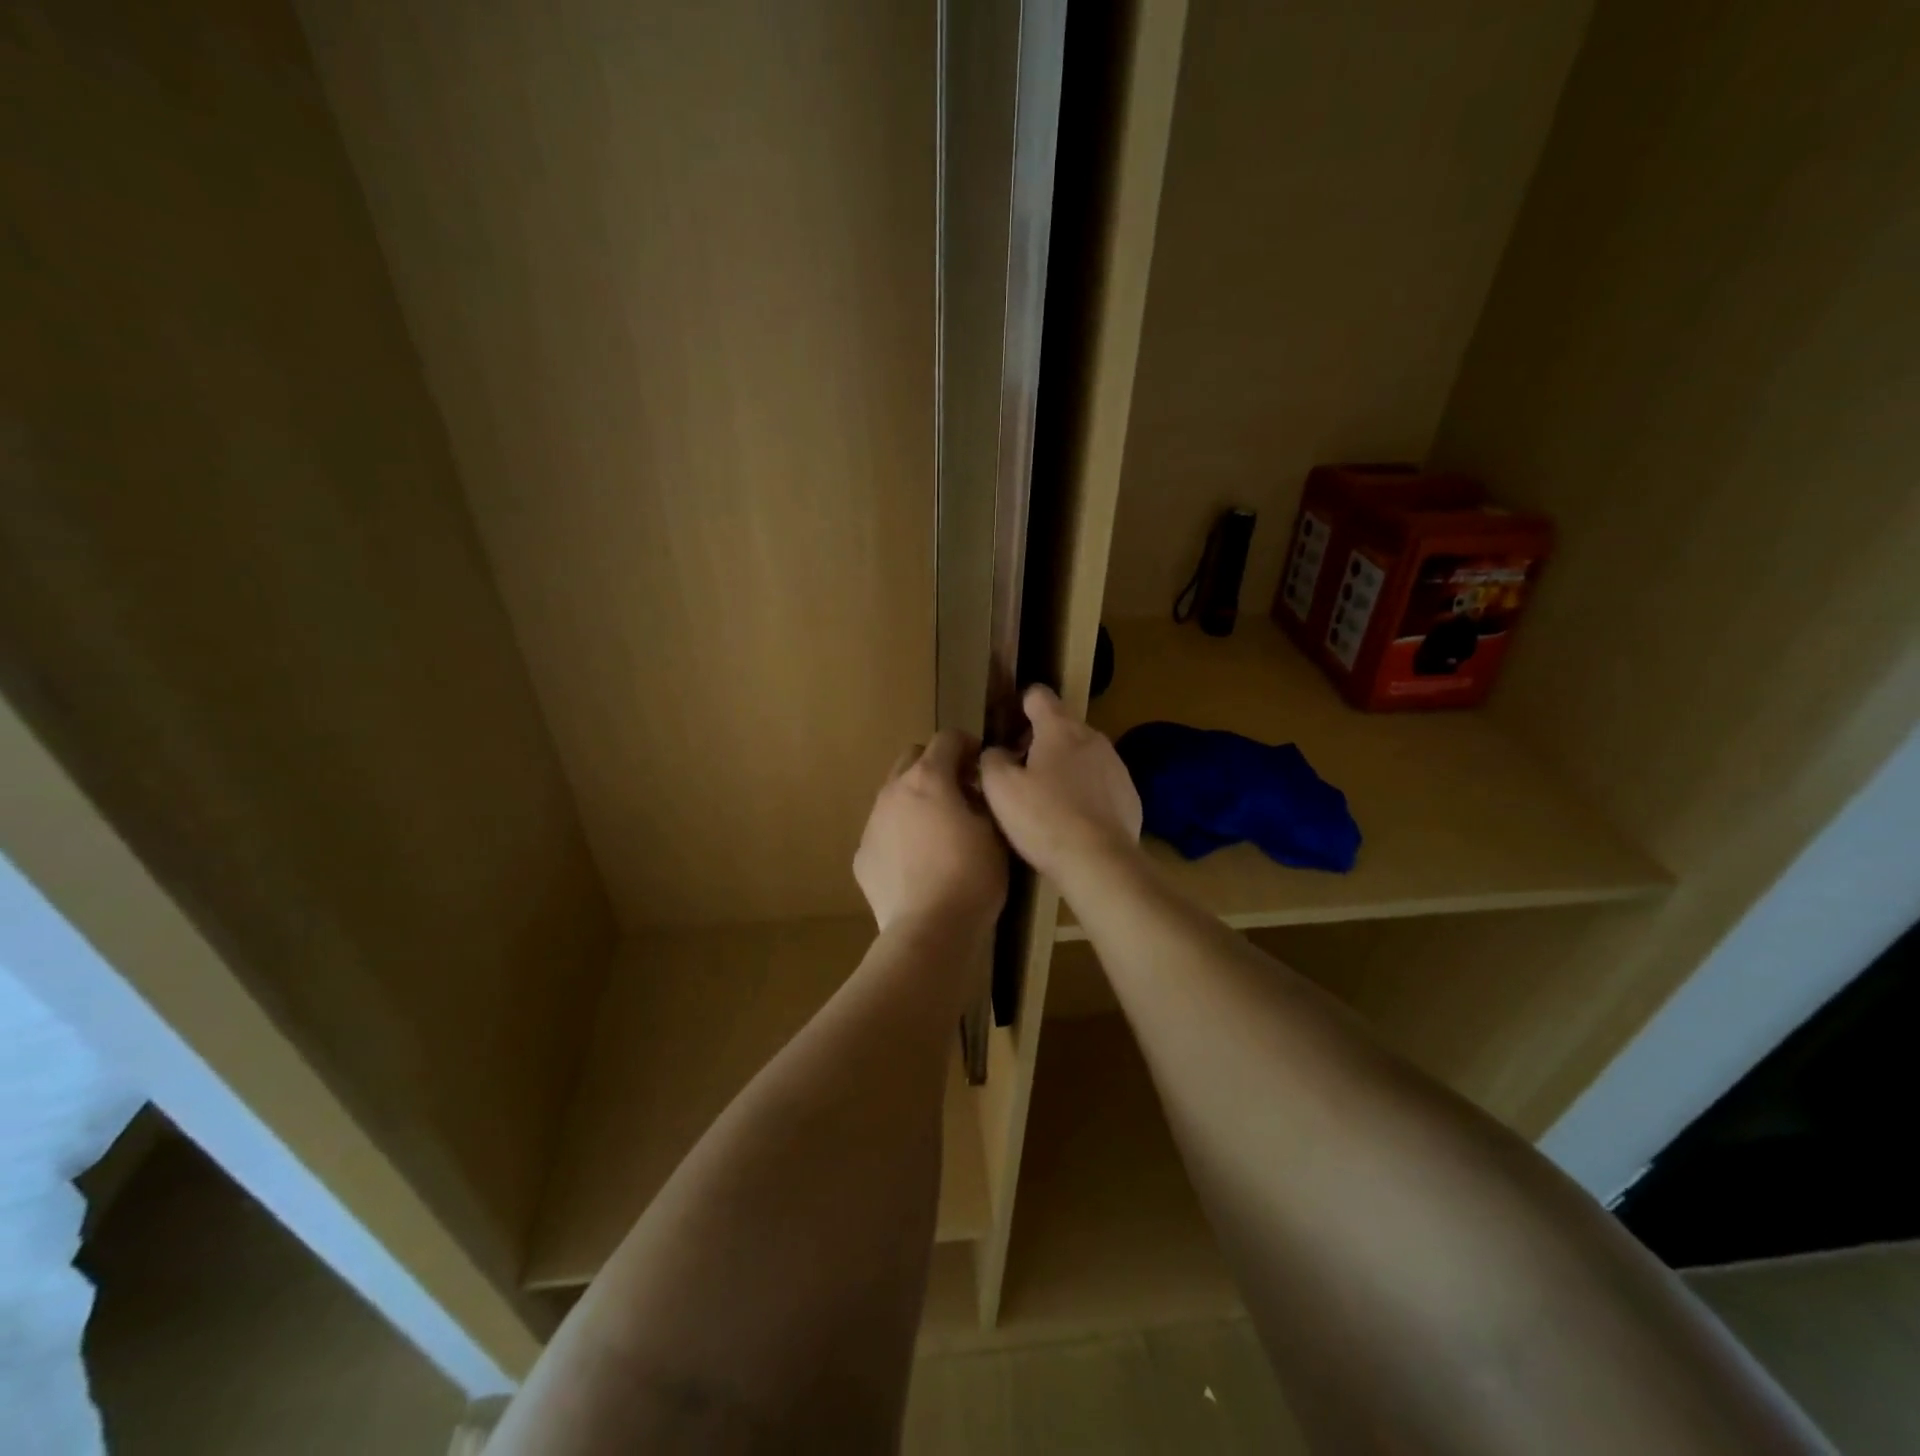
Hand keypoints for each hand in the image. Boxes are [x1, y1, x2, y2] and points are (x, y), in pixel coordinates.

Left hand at [854, 730, 1008, 934]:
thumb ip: (984, 799)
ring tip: (938, 831)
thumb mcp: (995, 832)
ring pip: (894, 795)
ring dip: (916, 800)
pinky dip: (901, 835)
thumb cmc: (971, 877)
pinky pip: (884, 831)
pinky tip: (918, 864)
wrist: (929, 930)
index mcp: (928, 778)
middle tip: (960, 793)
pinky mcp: (862, 855)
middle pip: (912, 758)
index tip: (982, 767)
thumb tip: (975, 789)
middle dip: (936, 766)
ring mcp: (872, 823)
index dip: (969, 746)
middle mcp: (893, 791)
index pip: (947, 738)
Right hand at [980, 684, 1141, 882]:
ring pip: (1083, 754)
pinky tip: (1072, 820)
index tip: (1008, 727)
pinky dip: (1085, 791)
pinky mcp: (1130, 794)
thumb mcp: (1000, 789)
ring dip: (1064, 766)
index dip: (1020, 705)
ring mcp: (1116, 765)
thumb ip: (991, 760)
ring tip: (1046, 799)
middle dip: (1040, 741)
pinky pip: (1101, 782)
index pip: (1039, 695)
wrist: (1099, 862)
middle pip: (1062, 725)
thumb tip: (996, 752)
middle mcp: (1092, 737)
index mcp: (1059, 728)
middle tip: (1019, 771)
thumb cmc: (1044, 819)